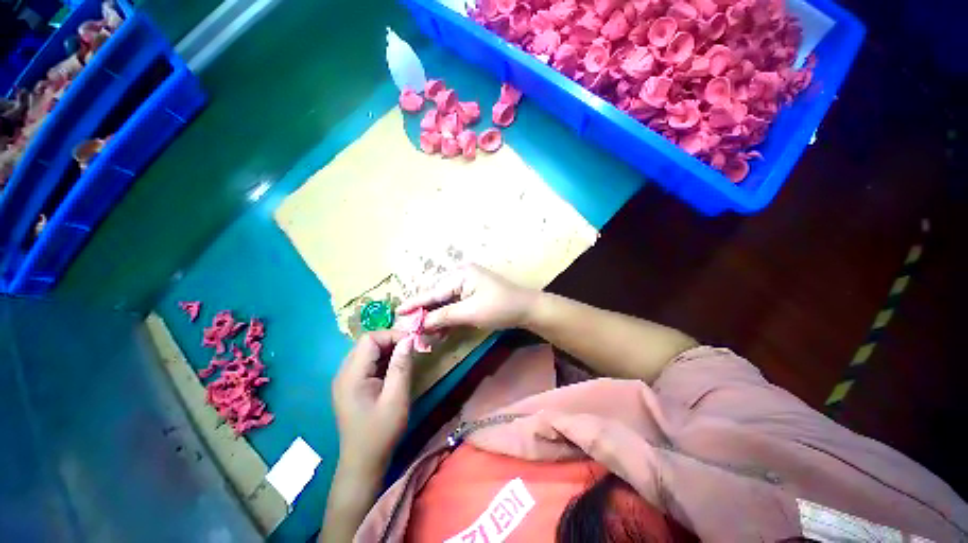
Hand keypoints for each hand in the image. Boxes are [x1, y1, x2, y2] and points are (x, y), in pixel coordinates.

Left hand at [332, 330, 414, 474]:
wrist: (363, 462)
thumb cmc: (381, 431)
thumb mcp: (396, 397)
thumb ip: (401, 365)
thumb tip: (409, 339)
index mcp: (352, 375)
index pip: (370, 339)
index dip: (392, 336)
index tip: (412, 344)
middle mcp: (344, 373)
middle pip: (367, 343)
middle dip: (391, 342)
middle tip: (411, 351)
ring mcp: (345, 380)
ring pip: (368, 352)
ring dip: (388, 350)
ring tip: (405, 360)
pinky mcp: (351, 386)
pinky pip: (367, 363)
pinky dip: (383, 361)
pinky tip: (394, 370)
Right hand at [397, 264, 537, 331]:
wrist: (526, 309)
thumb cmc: (500, 307)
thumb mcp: (470, 312)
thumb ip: (444, 316)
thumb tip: (421, 323)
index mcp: (460, 275)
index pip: (432, 292)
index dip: (415, 303)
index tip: (396, 311)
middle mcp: (461, 276)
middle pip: (437, 297)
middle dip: (426, 314)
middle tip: (412, 328)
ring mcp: (467, 285)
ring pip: (445, 303)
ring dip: (437, 318)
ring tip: (426, 334)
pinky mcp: (472, 295)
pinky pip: (455, 306)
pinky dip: (448, 318)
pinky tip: (441, 331)